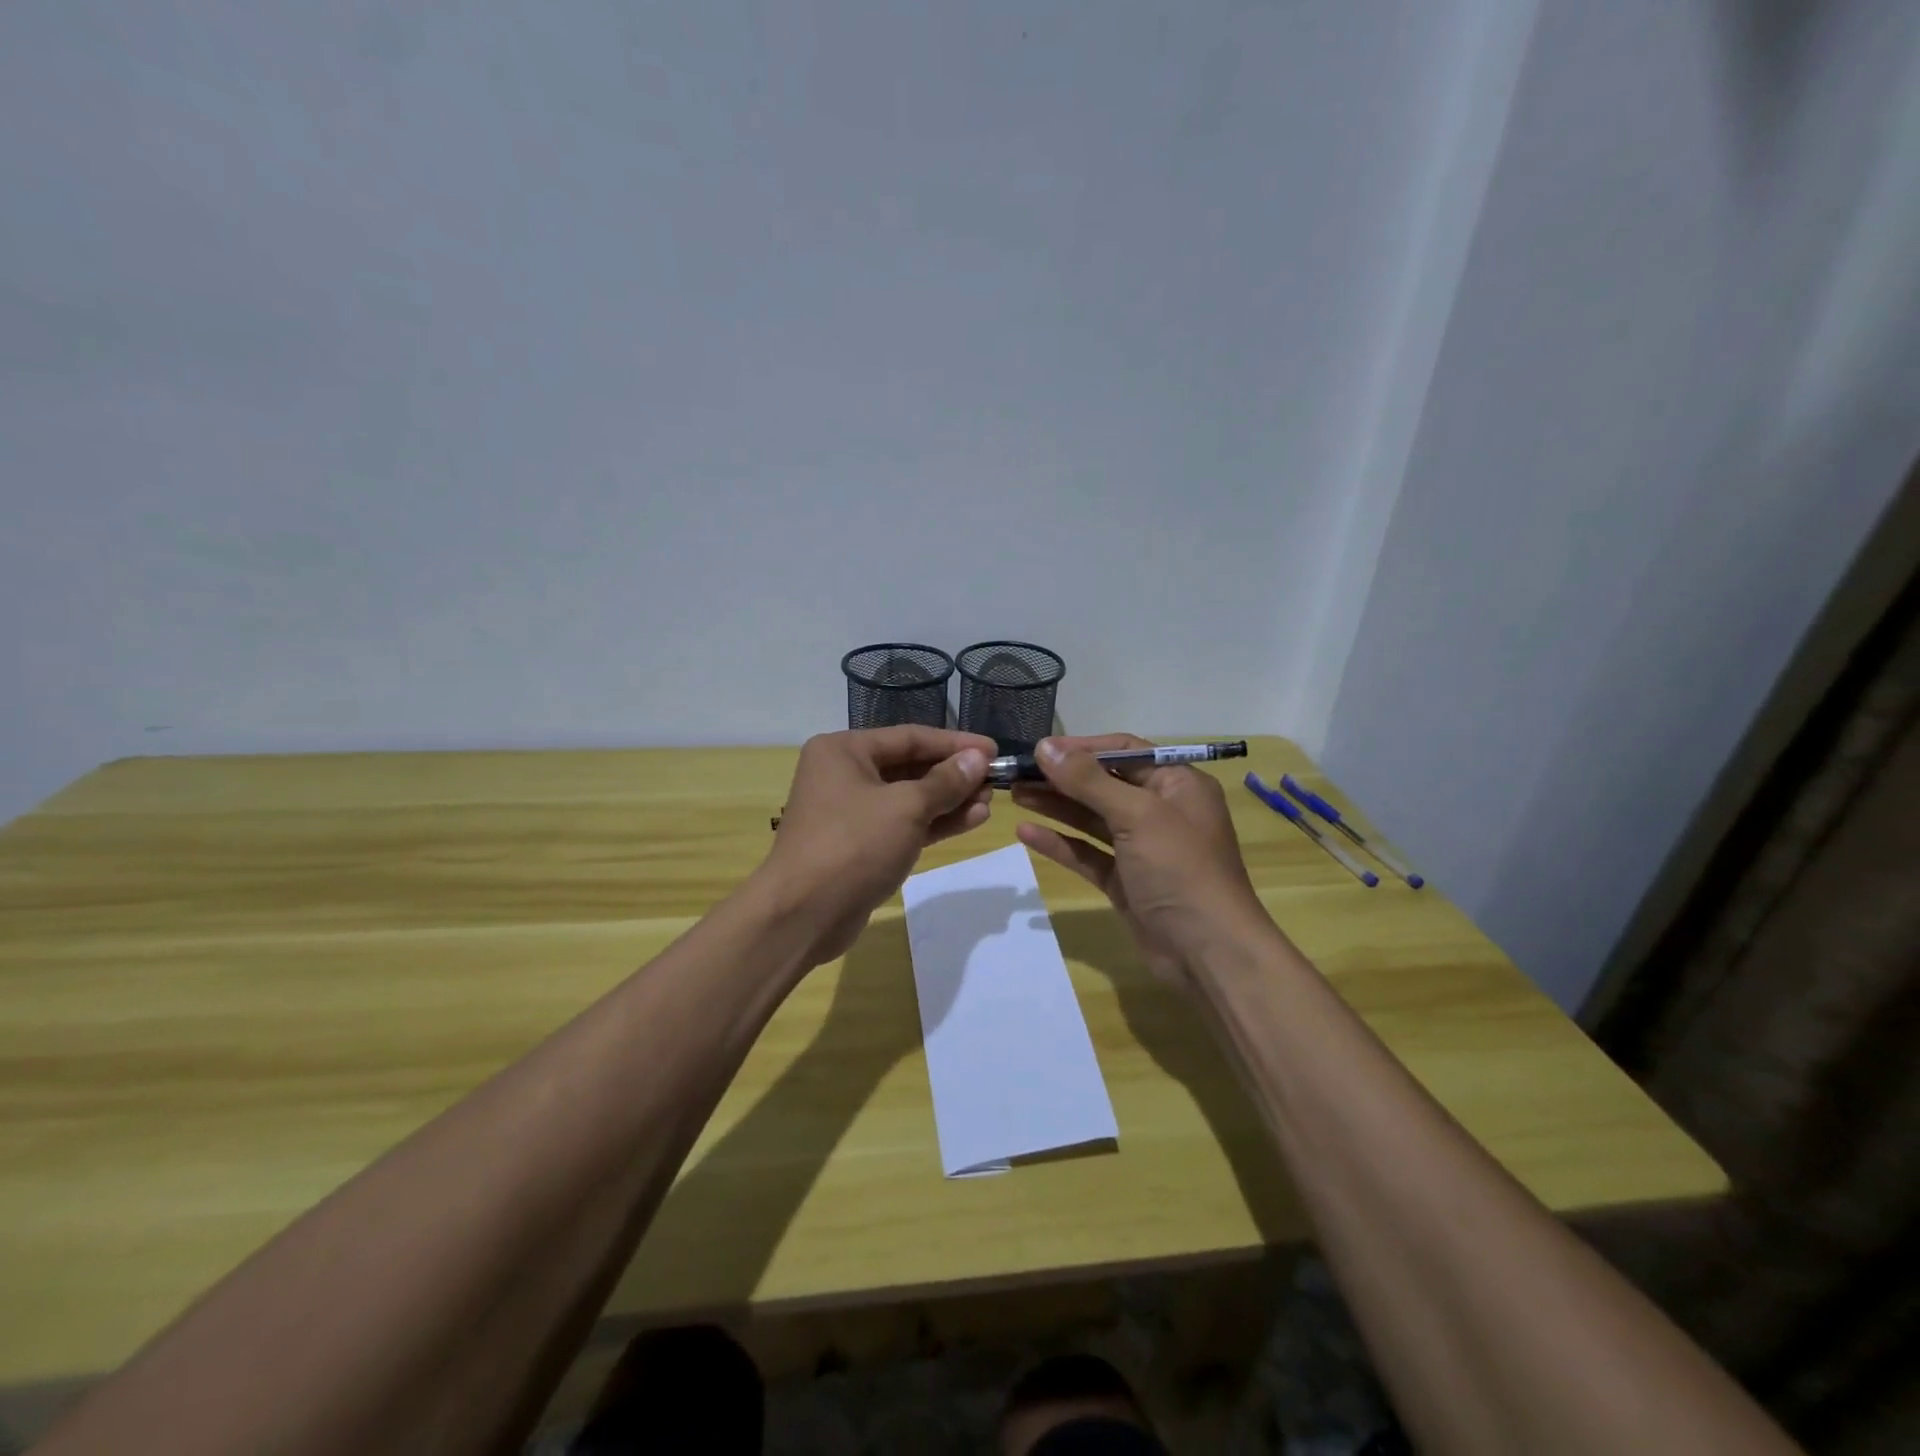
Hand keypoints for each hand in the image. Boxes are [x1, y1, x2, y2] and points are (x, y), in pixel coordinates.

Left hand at [758, 726, 997, 964]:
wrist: (803, 914)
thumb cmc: (854, 845)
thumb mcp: (906, 807)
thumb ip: (945, 781)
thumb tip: (978, 758)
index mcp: (844, 750)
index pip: (910, 737)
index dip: (955, 743)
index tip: (994, 749)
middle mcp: (844, 774)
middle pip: (909, 766)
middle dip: (953, 774)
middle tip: (995, 780)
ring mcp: (851, 812)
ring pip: (909, 798)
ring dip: (949, 800)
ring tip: (989, 802)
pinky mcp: (860, 845)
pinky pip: (903, 824)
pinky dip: (934, 823)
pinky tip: (971, 820)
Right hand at [1012, 734, 1270, 986]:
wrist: (1208, 953)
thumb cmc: (1180, 870)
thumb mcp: (1137, 815)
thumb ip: (1088, 781)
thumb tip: (1045, 746)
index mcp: (1177, 784)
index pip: (1125, 751)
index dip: (1082, 748)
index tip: (1040, 749)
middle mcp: (1161, 810)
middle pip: (1104, 784)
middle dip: (1062, 778)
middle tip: (1017, 773)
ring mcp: (1142, 848)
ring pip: (1092, 818)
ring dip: (1056, 806)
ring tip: (1014, 794)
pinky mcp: (1125, 880)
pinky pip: (1088, 853)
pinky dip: (1060, 843)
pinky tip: (1026, 833)